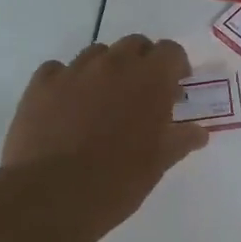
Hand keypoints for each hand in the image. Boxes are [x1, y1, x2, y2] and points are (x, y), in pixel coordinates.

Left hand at [2, 35, 207, 235]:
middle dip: (142, 63)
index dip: (175, 66)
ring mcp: (74, 71)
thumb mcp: (159, 162)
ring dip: (106, 69)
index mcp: (150, 79)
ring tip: (103, 100)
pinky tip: (67, 105)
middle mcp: (113, 64)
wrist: (53, 196)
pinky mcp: (40, 85)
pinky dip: (67, 81)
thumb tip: (199, 133)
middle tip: (141, 93)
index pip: (170, 51)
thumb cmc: (118, 180)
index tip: (175, 87)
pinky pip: (58, 69)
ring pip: (97, 53)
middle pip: (134, 45)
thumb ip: (181, 139)